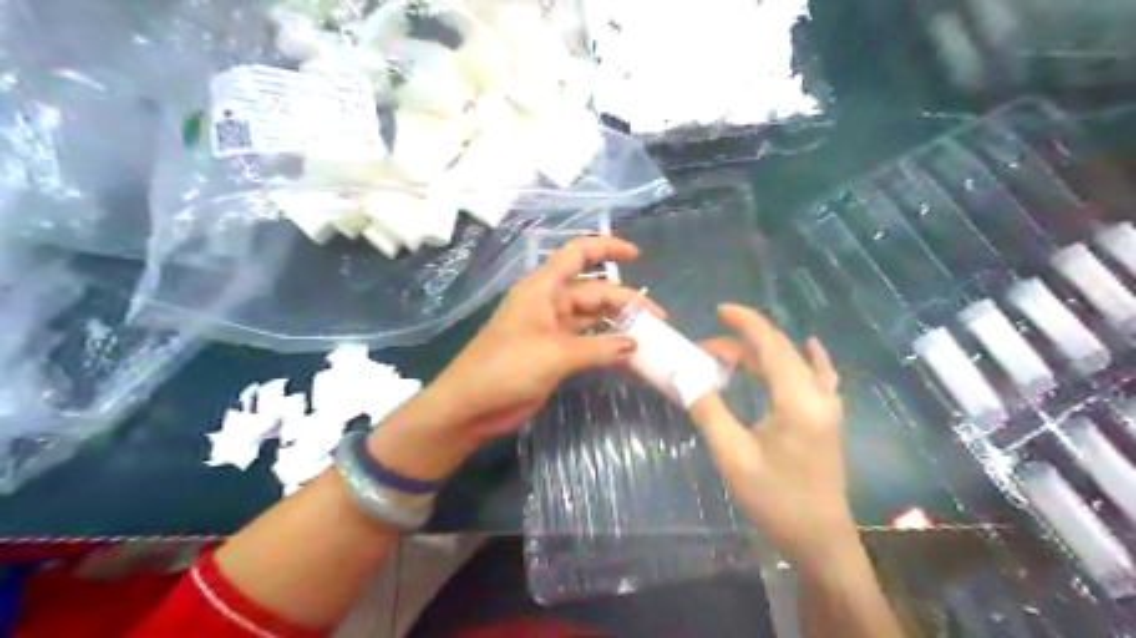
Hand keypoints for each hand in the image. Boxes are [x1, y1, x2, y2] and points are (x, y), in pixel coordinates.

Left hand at [426, 233, 662, 437]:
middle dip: (625, 301)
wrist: (472, 404)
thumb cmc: (507, 366)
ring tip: (649, 337)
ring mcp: (552, 328)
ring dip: (617, 325)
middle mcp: (549, 302)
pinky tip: (627, 356)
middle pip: (594, 291)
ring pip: (592, 318)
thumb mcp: (556, 354)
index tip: (636, 256)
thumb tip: (634, 344)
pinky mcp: (554, 353)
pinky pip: (587, 342)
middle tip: (657, 321)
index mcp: (544, 288)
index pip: (578, 254)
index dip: (607, 248)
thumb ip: (599, 348)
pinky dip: (606, 346)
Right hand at [688, 303, 845, 566]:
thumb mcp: (733, 455)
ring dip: (763, 353)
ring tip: (731, 356)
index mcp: (797, 400)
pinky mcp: (827, 420)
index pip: (770, 345)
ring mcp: (827, 407)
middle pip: (780, 352)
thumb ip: (709, 410)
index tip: (720, 310)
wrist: (820, 540)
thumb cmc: (775, 499)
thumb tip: (685, 377)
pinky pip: (819, 376)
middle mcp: (817, 395)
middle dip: (743, 343)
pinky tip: (809, 348)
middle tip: (705, 350)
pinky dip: (807, 358)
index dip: (745, 323)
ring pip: (796, 362)